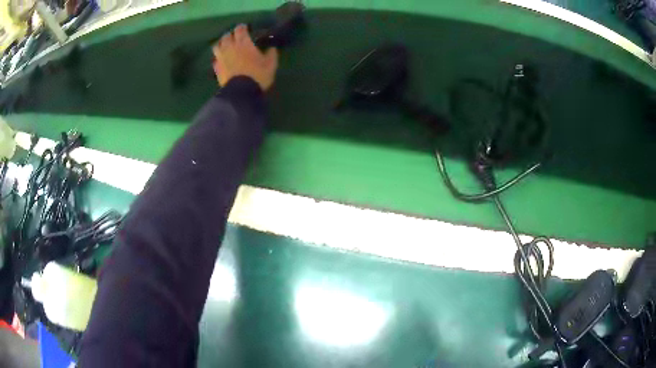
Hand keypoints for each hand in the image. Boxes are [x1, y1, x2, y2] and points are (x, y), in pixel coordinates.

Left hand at [212, 24, 278, 90]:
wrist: (241, 92)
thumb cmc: (258, 75)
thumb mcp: (270, 64)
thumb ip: (271, 54)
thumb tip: (272, 48)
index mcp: (244, 43)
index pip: (240, 29)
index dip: (242, 27)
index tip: (245, 28)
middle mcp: (230, 47)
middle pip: (226, 36)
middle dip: (230, 35)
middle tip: (235, 37)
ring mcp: (221, 58)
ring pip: (217, 46)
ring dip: (221, 44)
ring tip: (225, 46)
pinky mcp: (216, 68)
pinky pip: (215, 59)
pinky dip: (218, 57)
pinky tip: (221, 60)